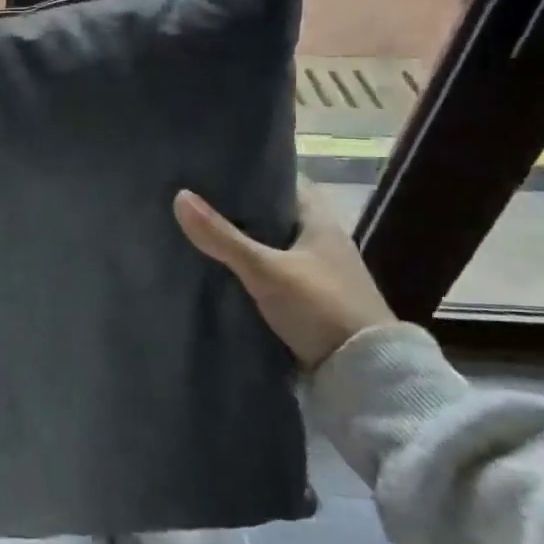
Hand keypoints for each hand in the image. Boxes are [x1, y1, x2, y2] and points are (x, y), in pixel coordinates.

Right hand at [173, 182, 392, 371]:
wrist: (363, 376)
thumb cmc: (321, 307)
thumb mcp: (266, 270)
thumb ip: (223, 237)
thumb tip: (179, 196)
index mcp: (320, 221)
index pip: (284, 180)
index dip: (252, 171)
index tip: (214, 168)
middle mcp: (320, 240)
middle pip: (271, 213)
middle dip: (236, 208)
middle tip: (192, 198)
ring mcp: (314, 272)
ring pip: (267, 245)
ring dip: (239, 241)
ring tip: (194, 230)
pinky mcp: (306, 300)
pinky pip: (268, 272)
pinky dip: (245, 268)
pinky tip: (215, 268)